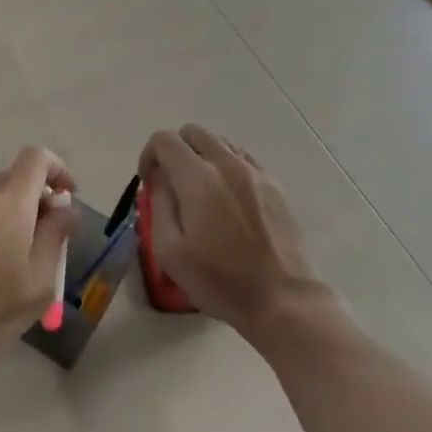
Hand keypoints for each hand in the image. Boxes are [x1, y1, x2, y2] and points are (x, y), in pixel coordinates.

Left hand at [0, 146, 77, 384]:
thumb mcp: (40, 280)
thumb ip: (57, 235)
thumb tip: (66, 208)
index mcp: (8, 201)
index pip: (36, 157)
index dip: (58, 169)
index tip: (69, 199)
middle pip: (15, 176)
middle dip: (38, 197)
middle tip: (50, 237)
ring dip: (15, 213)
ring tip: (23, 257)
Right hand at [137, 123, 322, 340]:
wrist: (282, 299)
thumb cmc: (219, 280)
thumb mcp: (170, 251)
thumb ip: (158, 205)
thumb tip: (158, 179)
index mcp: (198, 178)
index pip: (164, 140)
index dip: (149, 156)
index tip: (149, 183)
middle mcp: (227, 164)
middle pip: (193, 132)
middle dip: (174, 150)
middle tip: (171, 183)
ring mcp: (255, 172)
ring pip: (219, 142)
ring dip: (201, 156)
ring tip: (199, 191)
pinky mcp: (274, 185)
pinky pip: (242, 158)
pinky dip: (226, 165)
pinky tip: (226, 197)